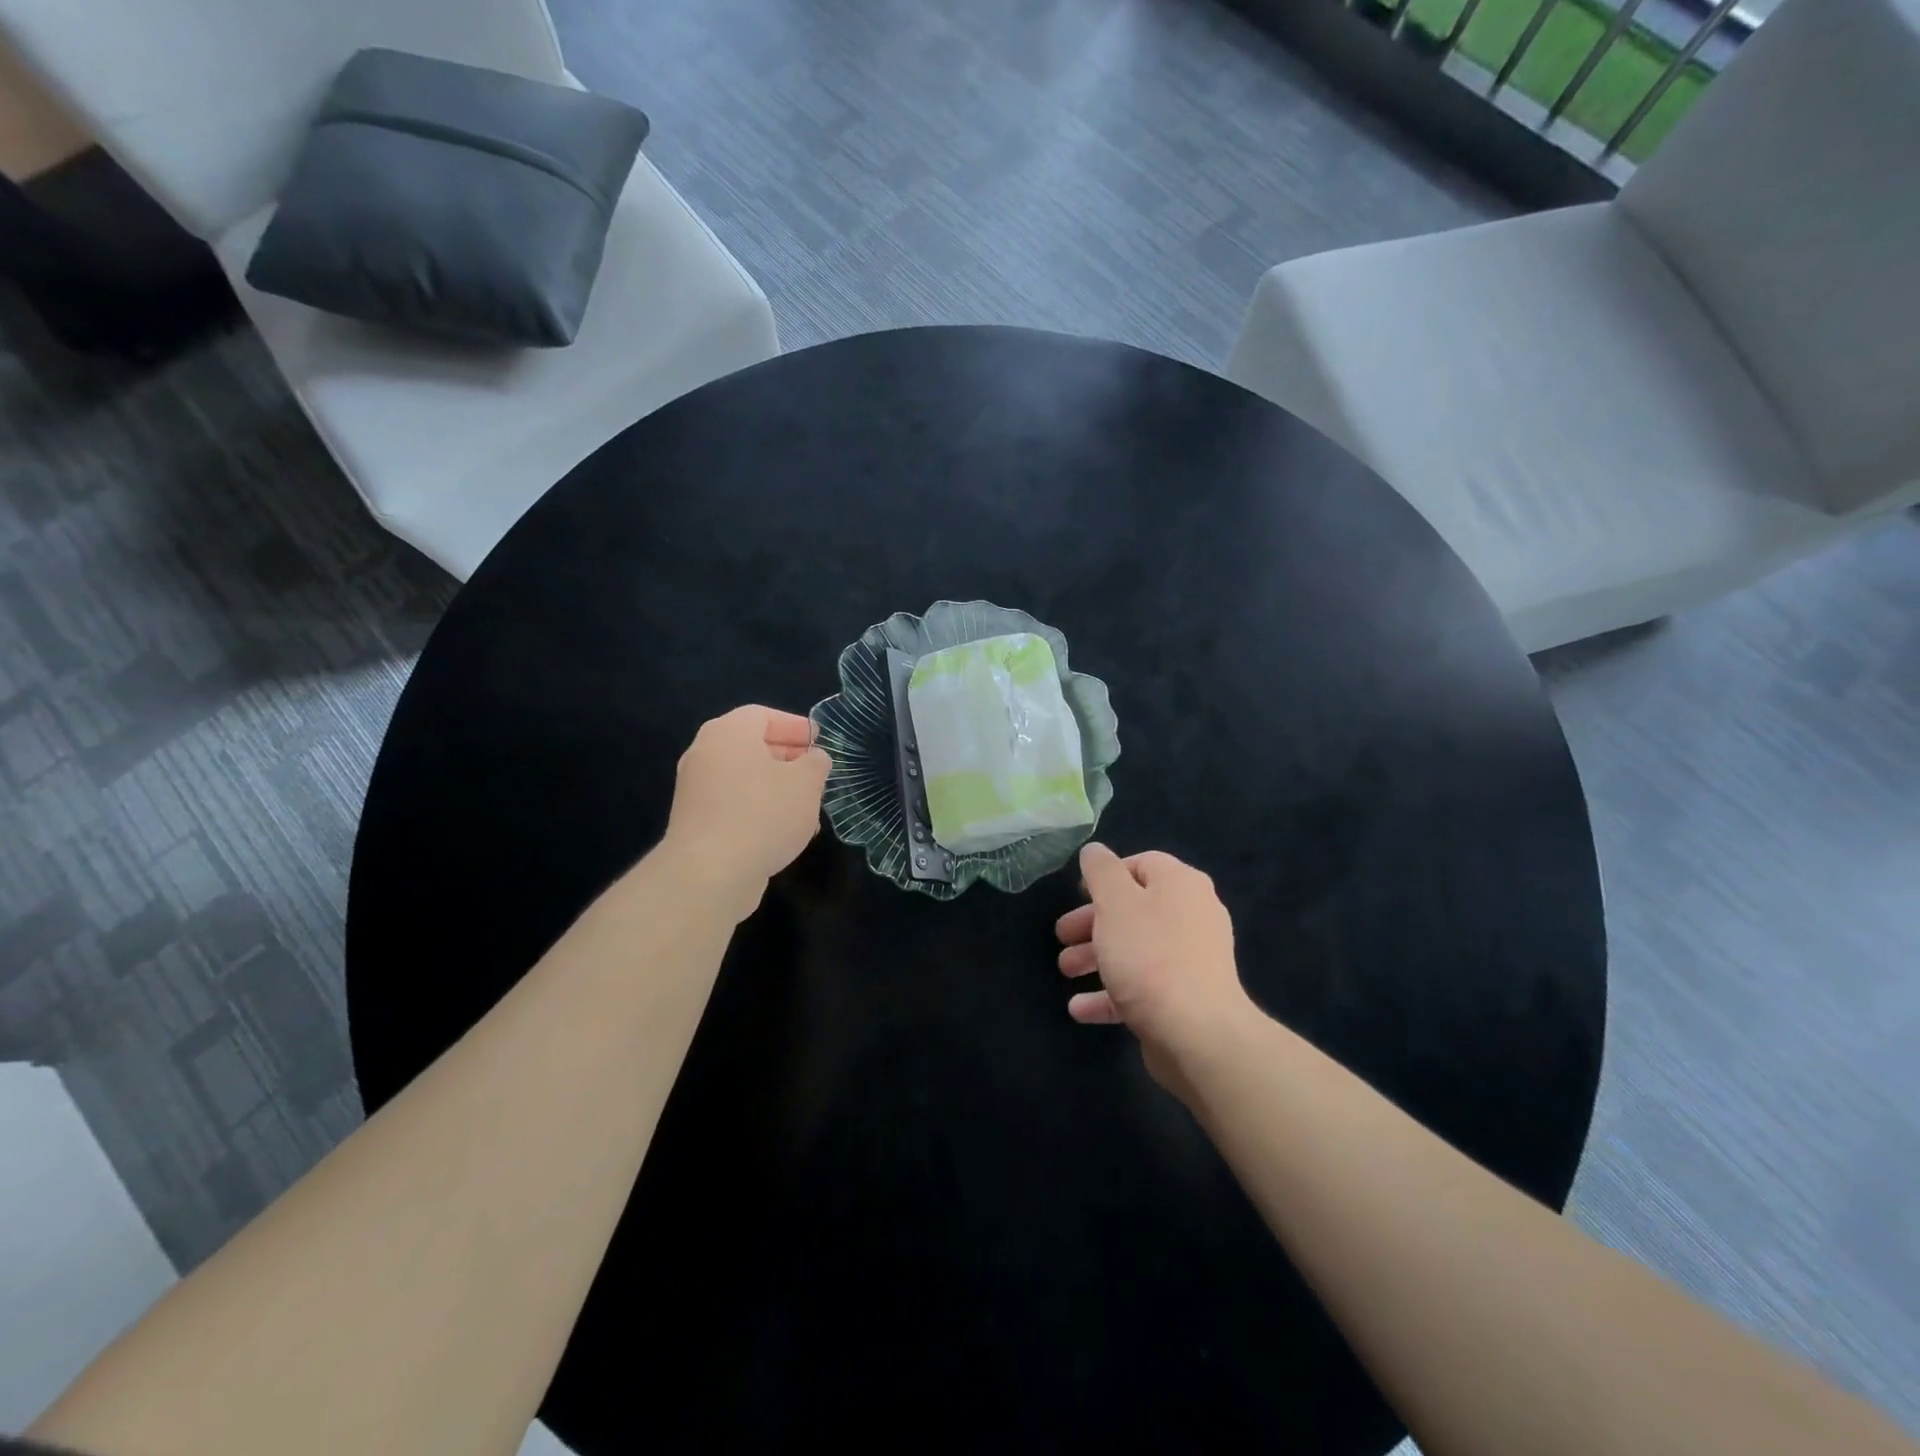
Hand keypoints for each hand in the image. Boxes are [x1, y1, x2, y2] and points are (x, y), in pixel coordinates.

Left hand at [662, 705, 831, 919]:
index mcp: (729, 733)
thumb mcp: (806, 783)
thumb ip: (815, 764)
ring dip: (776, 787)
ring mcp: (696, 789)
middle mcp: (706, 754)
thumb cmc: (763, 814)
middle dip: (787, 758)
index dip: (795, 726)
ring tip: (806, 806)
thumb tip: (814, 759)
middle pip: (751, 746)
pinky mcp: (696, 822)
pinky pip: (733, 804)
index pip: (763, 715)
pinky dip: (758, 809)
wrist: (710, 873)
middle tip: (815, 773)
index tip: (819, 742)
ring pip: (744, 778)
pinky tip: (784, 831)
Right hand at [1055, 844, 1252, 1088]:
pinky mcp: (1184, 998)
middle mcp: (1191, 916)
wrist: (1197, 1033)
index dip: (1107, 875)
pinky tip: (1079, 1009)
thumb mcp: (1115, 902)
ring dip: (1096, 957)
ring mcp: (1191, 960)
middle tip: (1061, 936)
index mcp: (1180, 884)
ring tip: (1065, 971)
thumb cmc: (1149, 955)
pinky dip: (1110, 994)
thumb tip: (1094, 851)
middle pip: (1134, 909)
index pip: (1142, 864)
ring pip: (1135, 949)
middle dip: (1092, 922)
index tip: (1078, 893)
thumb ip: (1101, 871)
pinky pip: (1142, 987)